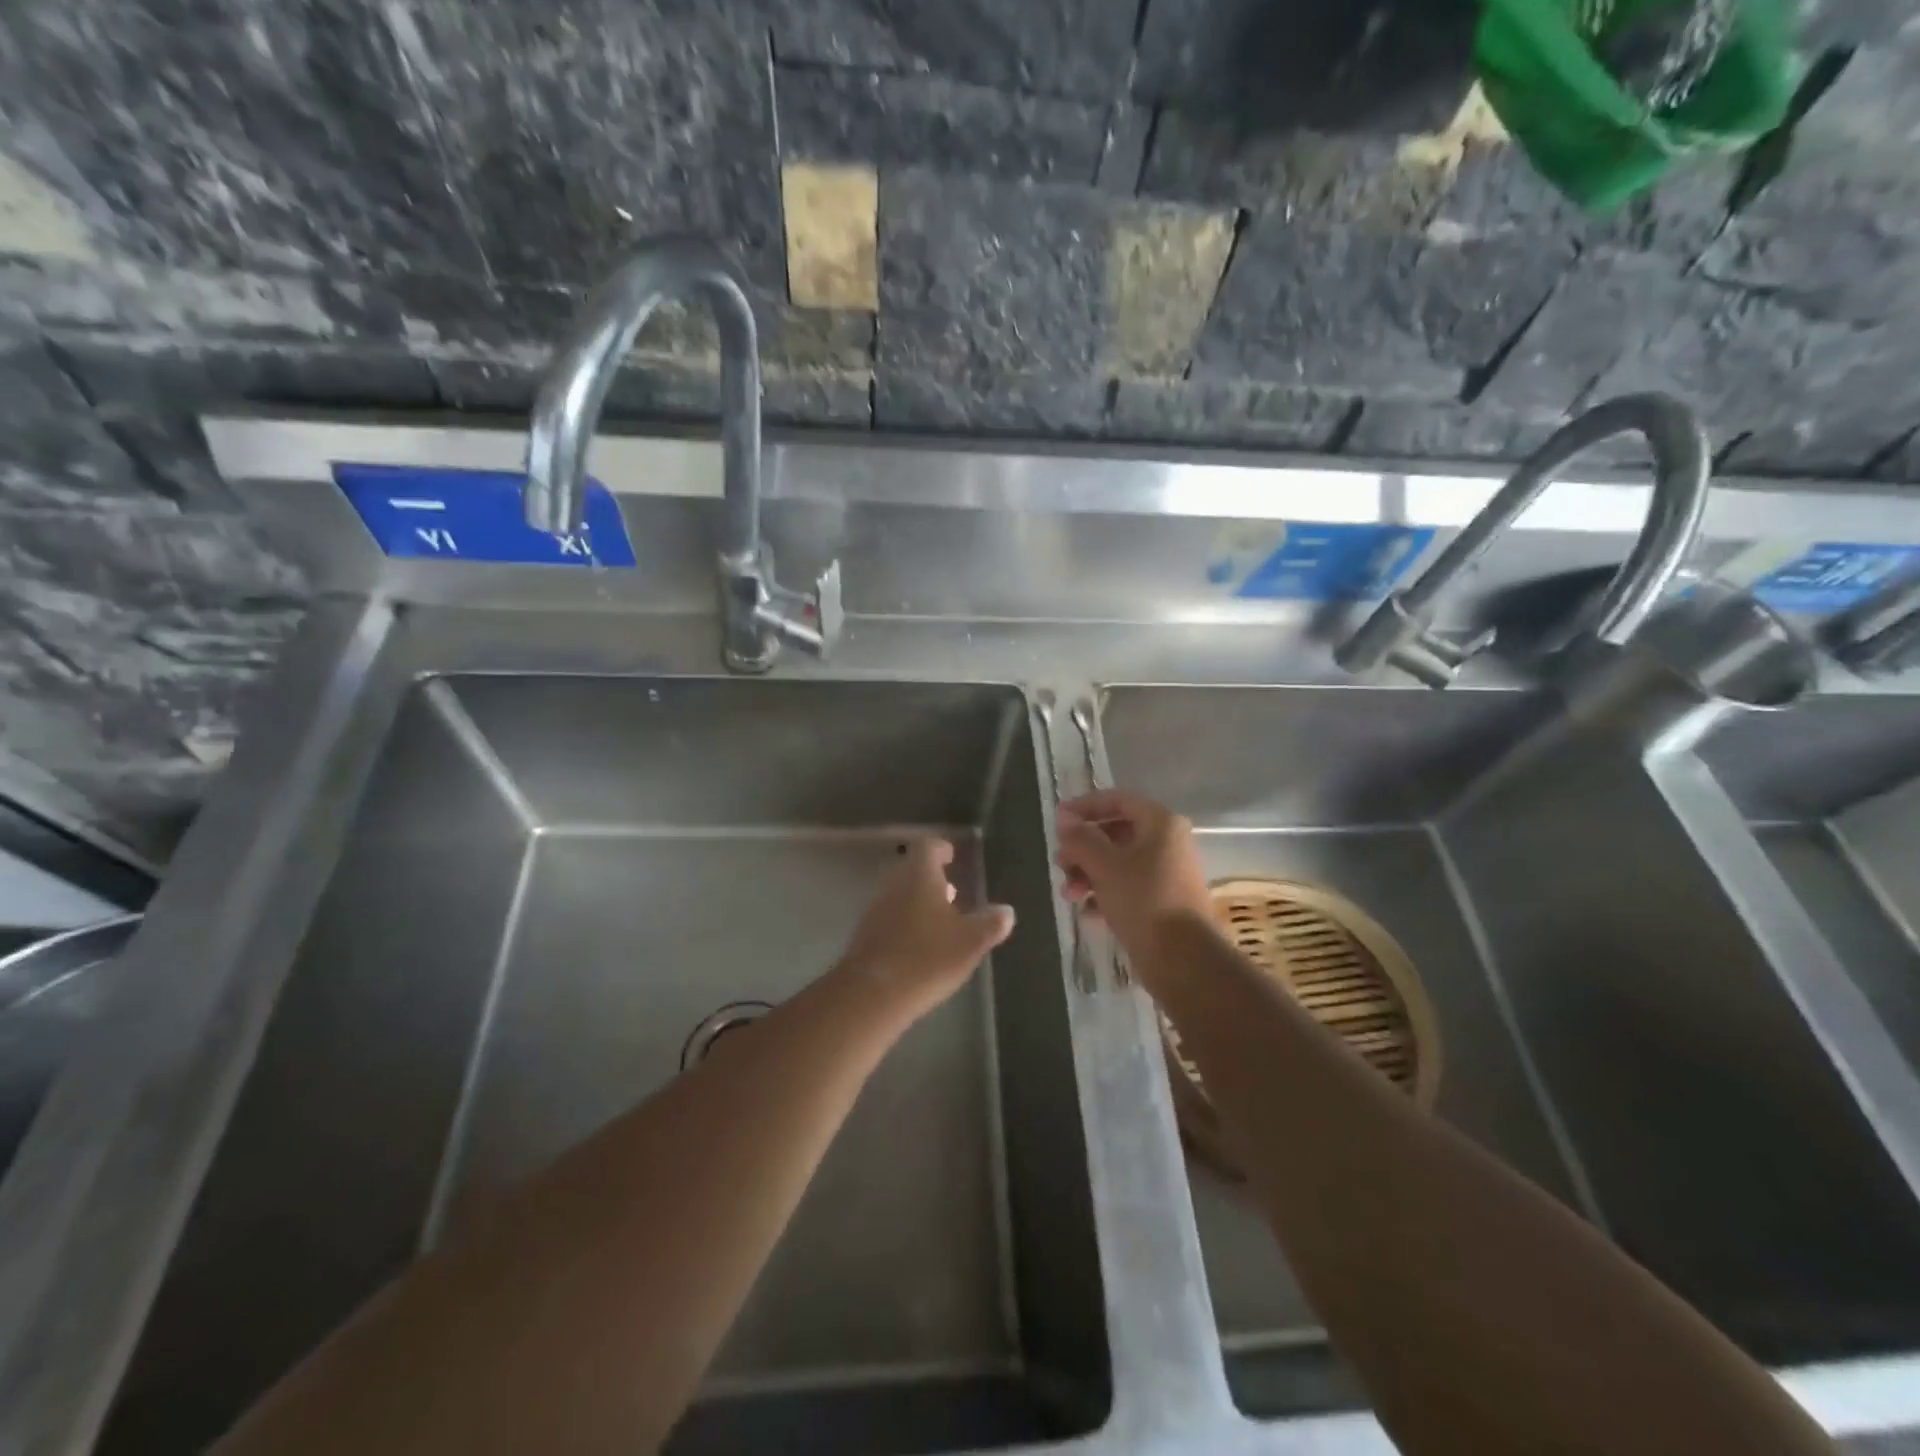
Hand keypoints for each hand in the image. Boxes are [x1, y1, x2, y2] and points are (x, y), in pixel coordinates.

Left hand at [835, 838, 1014, 1024]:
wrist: (872, 994)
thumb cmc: (927, 958)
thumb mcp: (970, 942)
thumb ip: (990, 924)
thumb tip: (1006, 911)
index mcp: (919, 876)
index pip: (927, 847)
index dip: (940, 849)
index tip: (951, 856)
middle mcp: (894, 885)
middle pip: (911, 870)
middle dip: (931, 878)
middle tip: (952, 891)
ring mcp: (875, 910)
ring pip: (899, 894)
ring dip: (918, 901)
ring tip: (941, 921)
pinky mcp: (865, 935)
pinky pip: (889, 917)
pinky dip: (905, 922)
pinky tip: (920, 945)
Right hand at [1056, 790, 1212, 968]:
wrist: (1183, 960)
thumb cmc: (1143, 900)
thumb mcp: (1104, 865)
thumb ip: (1081, 838)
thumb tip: (1064, 818)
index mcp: (1161, 823)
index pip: (1118, 800)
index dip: (1085, 806)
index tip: (1058, 821)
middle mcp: (1167, 843)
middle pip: (1116, 833)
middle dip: (1083, 848)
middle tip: (1060, 863)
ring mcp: (1167, 873)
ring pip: (1118, 862)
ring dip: (1088, 874)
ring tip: (1068, 895)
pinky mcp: (1163, 902)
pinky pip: (1127, 887)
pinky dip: (1104, 894)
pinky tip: (1086, 912)